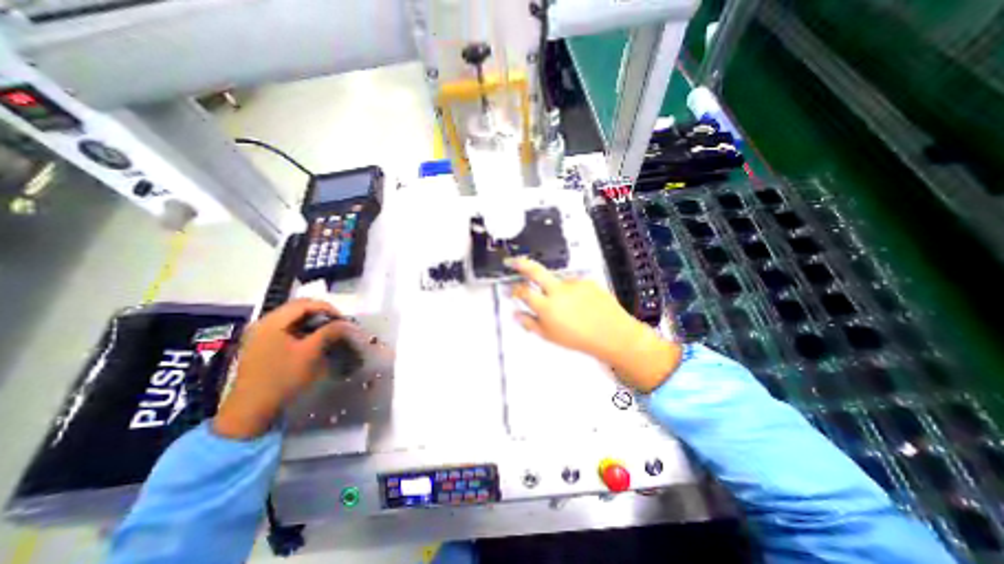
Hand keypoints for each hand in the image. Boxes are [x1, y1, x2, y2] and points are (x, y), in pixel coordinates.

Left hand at [213, 301, 348, 439]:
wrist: (251, 411)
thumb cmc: (282, 378)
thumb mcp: (311, 353)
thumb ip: (330, 332)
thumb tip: (347, 323)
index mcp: (272, 321)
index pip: (306, 304)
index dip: (328, 308)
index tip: (344, 320)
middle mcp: (263, 323)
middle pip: (299, 309)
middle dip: (322, 315)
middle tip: (339, 326)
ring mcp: (260, 335)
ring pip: (294, 320)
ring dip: (314, 323)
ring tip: (330, 333)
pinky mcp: (261, 346)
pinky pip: (287, 330)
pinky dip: (304, 332)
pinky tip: (314, 342)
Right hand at [511, 257, 683, 390]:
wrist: (613, 334)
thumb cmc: (579, 339)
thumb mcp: (550, 336)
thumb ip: (530, 323)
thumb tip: (515, 313)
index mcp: (546, 306)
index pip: (523, 292)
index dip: (515, 290)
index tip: (513, 290)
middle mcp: (557, 290)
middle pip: (534, 271)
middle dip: (520, 264)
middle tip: (512, 261)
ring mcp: (573, 283)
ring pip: (557, 281)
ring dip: (556, 289)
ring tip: (570, 306)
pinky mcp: (586, 280)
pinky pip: (574, 284)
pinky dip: (573, 291)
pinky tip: (582, 304)